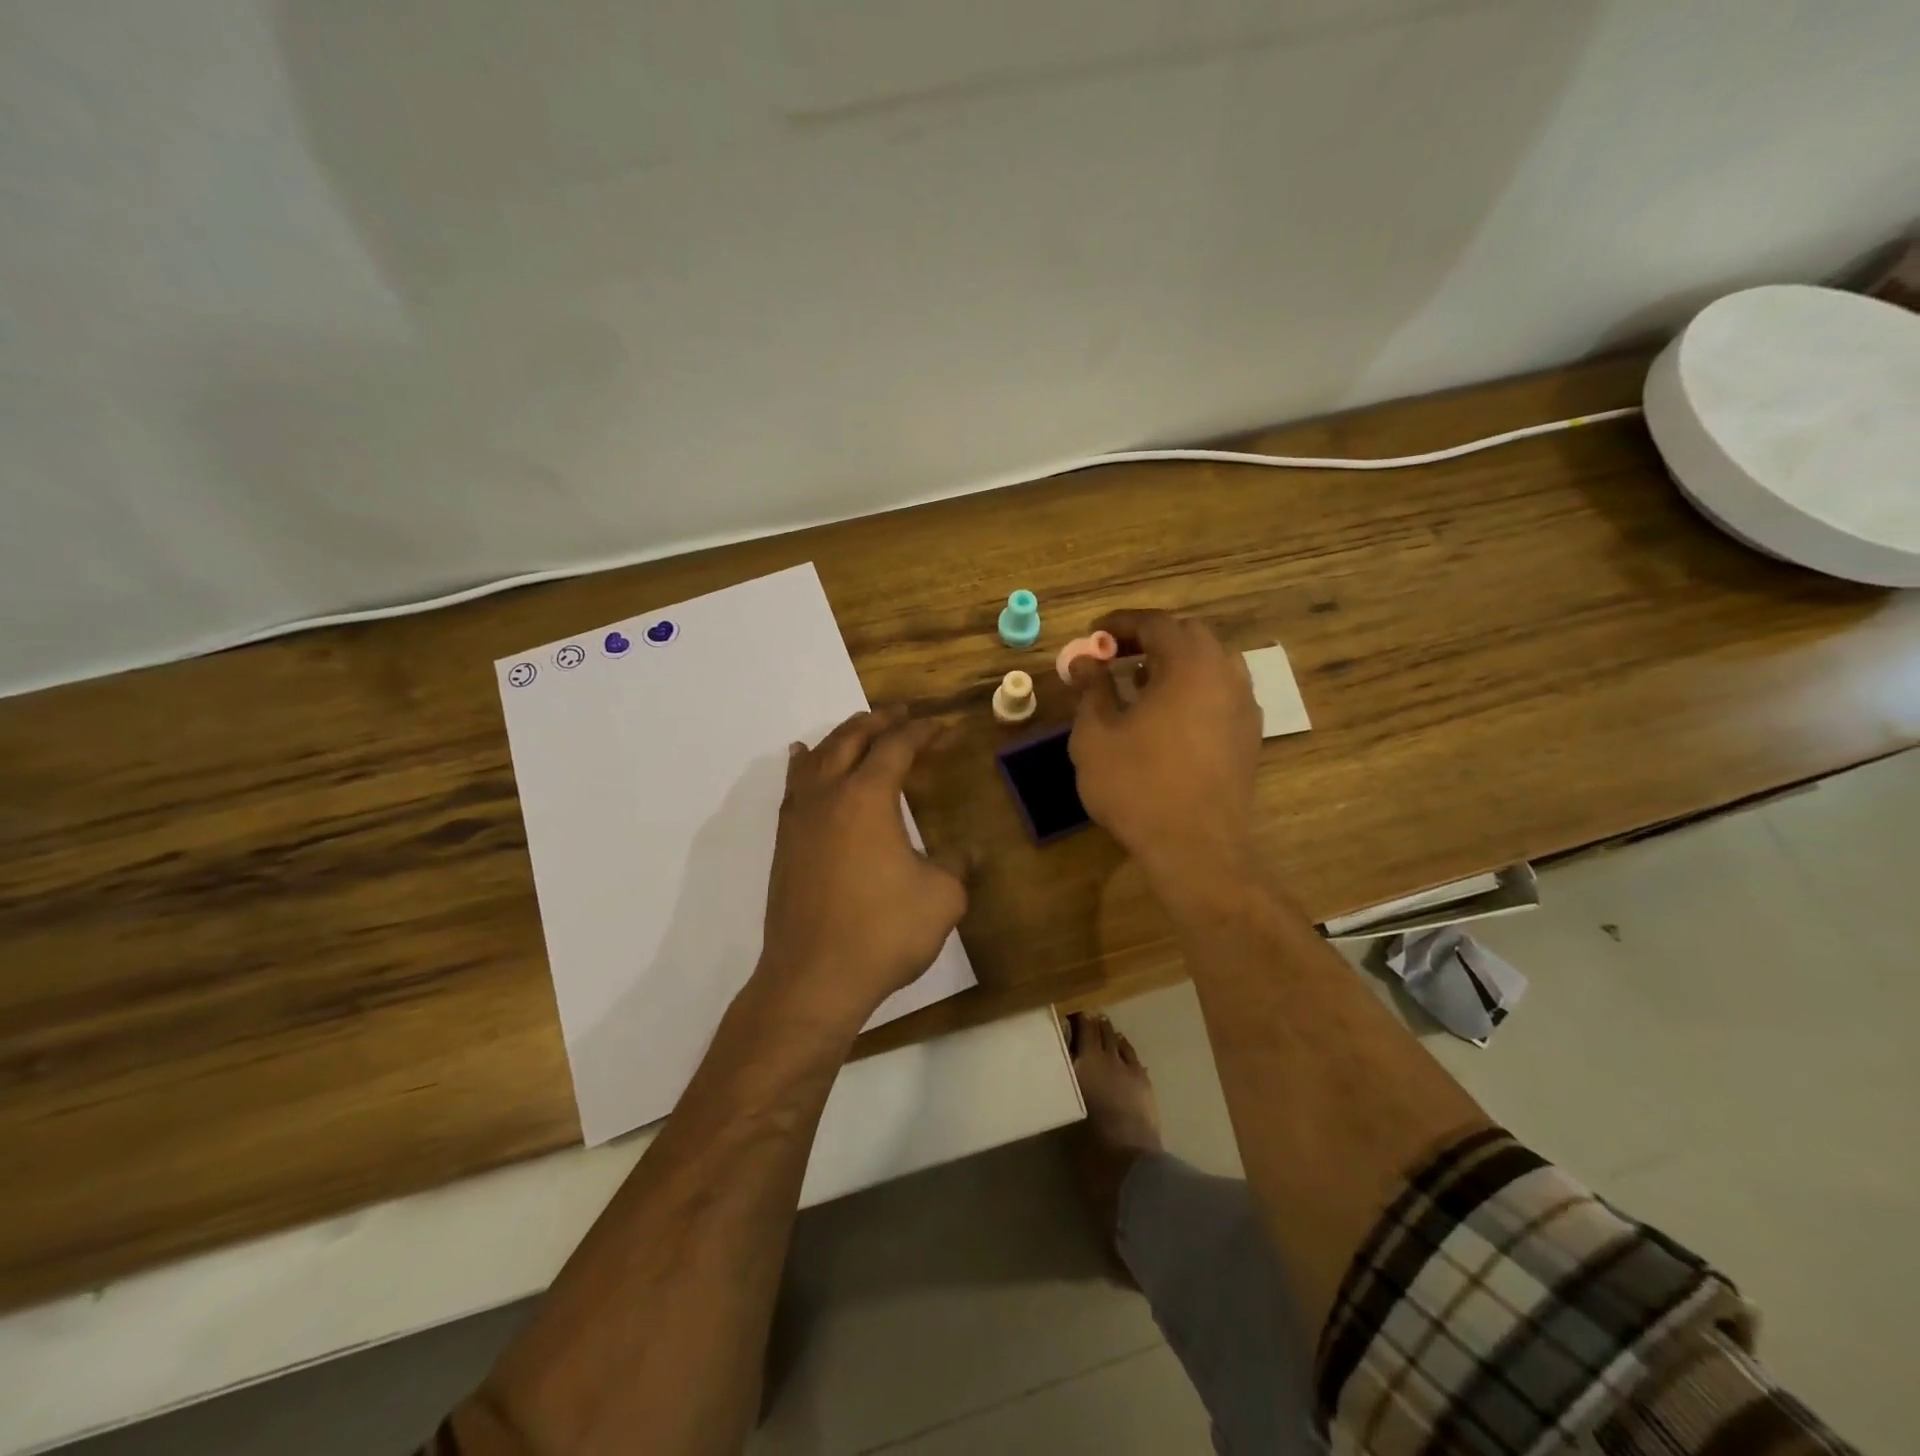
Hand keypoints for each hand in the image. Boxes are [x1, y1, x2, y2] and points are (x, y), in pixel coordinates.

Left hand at [760, 705, 967, 1024]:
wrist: (814, 977)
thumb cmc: (883, 931)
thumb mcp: (941, 897)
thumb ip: (955, 864)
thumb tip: (966, 852)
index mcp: (867, 797)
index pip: (896, 747)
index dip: (921, 731)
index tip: (941, 726)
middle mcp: (828, 795)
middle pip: (850, 738)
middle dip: (878, 721)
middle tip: (901, 713)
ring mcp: (800, 818)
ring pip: (816, 757)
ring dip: (841, 737)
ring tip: (858, 730)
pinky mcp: (784, 843)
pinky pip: (793, 786)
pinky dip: (804, 764)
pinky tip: (802, 760)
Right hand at [1067, 610, 1261, 905]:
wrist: (1195, 847)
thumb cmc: (1137, 785)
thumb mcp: (1096, 735)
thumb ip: (1092, 689)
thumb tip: (1085, 662)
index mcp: (1190, 664)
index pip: (1156, 623)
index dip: (1120, 623)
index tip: (1093, 635)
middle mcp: (1225, 675)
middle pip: (1189, 636)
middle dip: (1150, 639)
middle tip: (1115, 656)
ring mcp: (1243, 706)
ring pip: (1210, 664)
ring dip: (1174, 663)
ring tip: (1140, 684)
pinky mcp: (1249, 736)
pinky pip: (1220, 693)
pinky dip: (1192, 689)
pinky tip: (1167, 717)